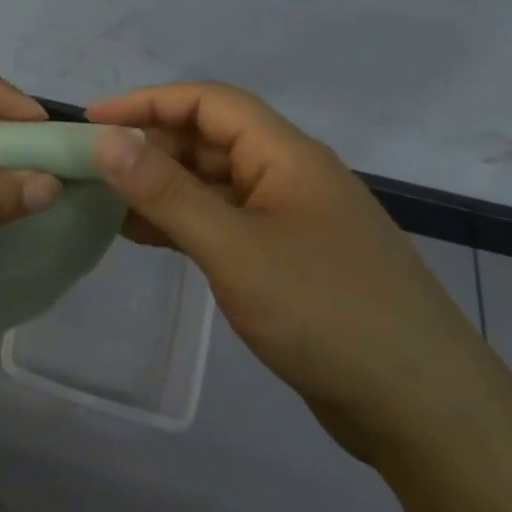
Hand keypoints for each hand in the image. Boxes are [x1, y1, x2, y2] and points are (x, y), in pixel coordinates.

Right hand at [86, 82, 503, 463]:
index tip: (92, 120)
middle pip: (210, 140)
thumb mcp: (235, 248)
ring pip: (214, 184)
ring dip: (162, 186)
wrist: (422, 409)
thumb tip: (107, 140)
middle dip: (149, 145)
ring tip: (104, 200)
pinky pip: (224, 224)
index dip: (148, 102)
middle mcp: (289, 177)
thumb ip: (168, 193)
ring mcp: (290, 221)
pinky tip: (144, 238)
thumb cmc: (326, 313)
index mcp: (286, 156)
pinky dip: (182, 223)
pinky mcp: (288, 262)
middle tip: (90, 167)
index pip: (209, 102)